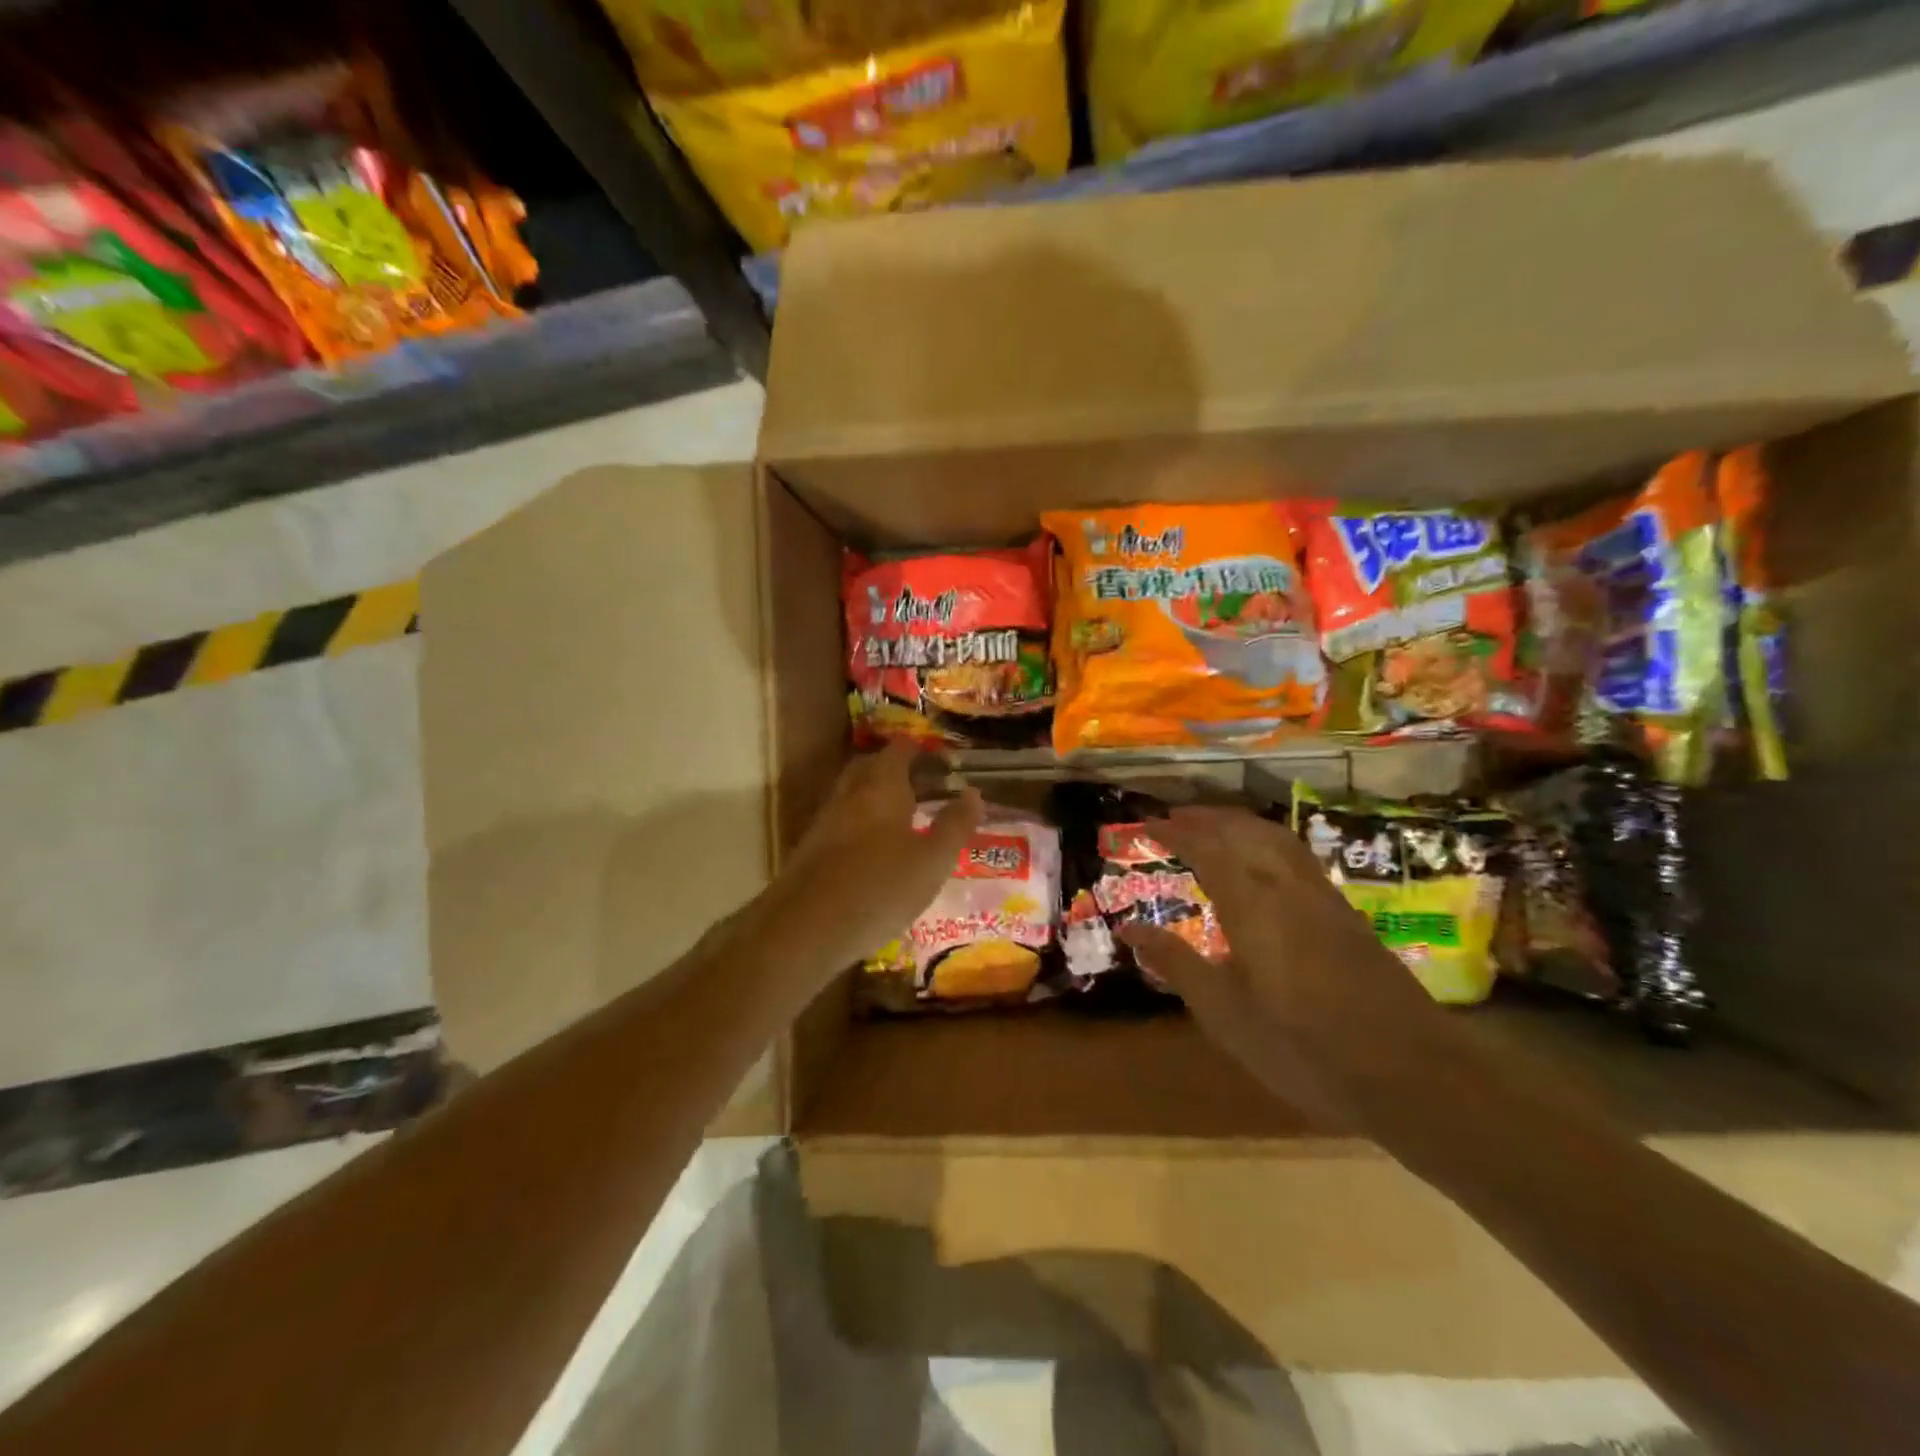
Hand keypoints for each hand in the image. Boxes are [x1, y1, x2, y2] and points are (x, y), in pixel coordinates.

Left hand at [757, 741, 982, 990]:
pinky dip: (864, 827)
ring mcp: (826, 821)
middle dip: (899, 772)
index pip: (901, 749)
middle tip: (928, 788)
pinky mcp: (811, 850)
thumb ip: (955, 824)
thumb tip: (973, 793)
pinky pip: (844, 824)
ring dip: (880, 800)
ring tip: (909, 820)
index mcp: (881, 784)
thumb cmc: (880, 886)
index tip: (947, 765)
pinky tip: (879, 854)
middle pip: (873, 768)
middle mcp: (850, 793)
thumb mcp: (932, 860)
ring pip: (856, 796)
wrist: (805, 928)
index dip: (924, 752)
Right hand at [1118, 806, 1459, 1124]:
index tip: (1147, 823)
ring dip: (1239, 823)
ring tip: (1213, 825)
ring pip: (1275, 838)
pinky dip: (1267, 840)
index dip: (1176, 832)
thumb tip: (1128, 928)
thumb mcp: (1225, 1015)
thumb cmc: (1303, 1048)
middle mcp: (1287, 886)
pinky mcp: (1346, 913)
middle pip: (1244, 831)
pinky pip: (1296, 855)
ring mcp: (1323, 897)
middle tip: (1174, 816)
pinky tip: (1264, 860)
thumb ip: (1176, 964)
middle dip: (1207, 818)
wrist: (1411, 1074)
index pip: (1207, 849)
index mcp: (1253, 904)